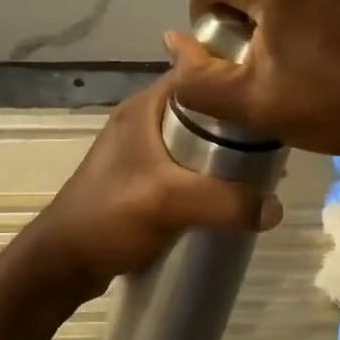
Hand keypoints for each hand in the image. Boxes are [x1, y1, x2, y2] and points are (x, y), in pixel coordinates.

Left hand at [17, 73, 283, 303]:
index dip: (235, 80)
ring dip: (224, 156)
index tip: (273, 97)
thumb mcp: (169, 202)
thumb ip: (225, 202)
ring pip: (196, 144)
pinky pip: (186, 171)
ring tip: (260, 173)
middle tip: (274, 144)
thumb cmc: (108, 217)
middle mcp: (143, 123)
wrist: (61, 264)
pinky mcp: (142, 183)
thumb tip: (277, 208)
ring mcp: (140, 154)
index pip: (198, 75)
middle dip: (238, 126)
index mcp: (144, 108)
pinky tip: (229, 198)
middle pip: (203, 112)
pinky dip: (208, 179)